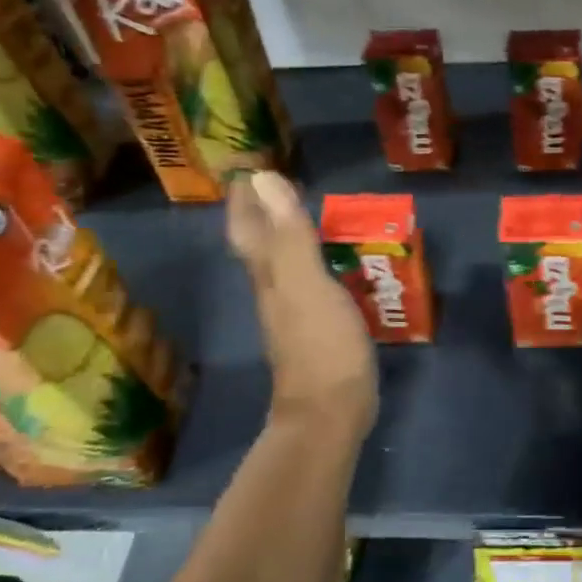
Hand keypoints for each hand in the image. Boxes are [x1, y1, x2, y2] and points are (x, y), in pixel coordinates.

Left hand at [225, 172, 376, 435]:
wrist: (330, 413)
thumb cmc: (322, 345)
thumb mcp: (307, 284)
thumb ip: (289, 234)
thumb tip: (262, 179)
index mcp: (270, 276)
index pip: (248, 228)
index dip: (245, 199)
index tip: (250, 168)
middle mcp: (275, 292)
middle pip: (261, 245)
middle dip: (264, 214)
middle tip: (281, 185)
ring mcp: (296, 314)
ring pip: (284, 265)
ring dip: (290, 237)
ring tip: (309, 215)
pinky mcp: (319, 330)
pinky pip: (311, 284)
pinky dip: (317, 264)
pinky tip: (336, 264)